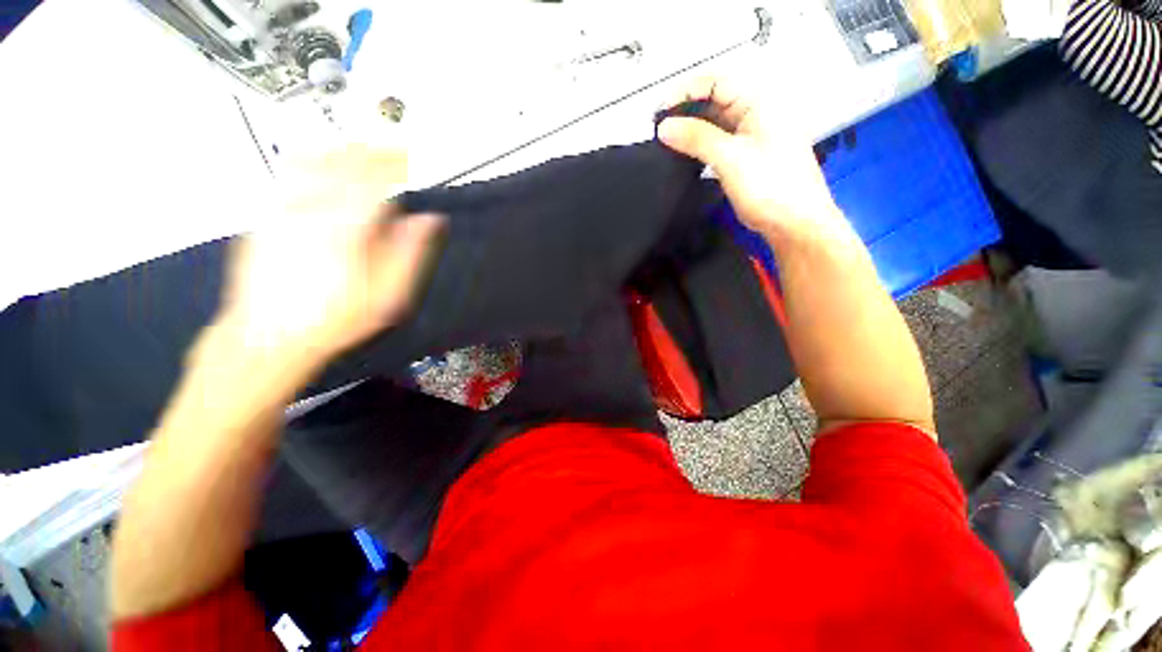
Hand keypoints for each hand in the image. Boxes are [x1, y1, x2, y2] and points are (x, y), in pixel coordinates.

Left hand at [216, 146, 443, 377]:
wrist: (267, 336)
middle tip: (391, 151)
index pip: (376, 178)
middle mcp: (311, 210)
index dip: (395, 163)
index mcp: (347, 227)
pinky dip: (310, 160)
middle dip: (371, 151)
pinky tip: (321, 165)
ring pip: (311, 159)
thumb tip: (429, 220)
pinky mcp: (264, 216)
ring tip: (359, 150)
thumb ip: (410, 253)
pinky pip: (287, 174)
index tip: (410, 159)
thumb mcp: (386, 295)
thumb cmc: (333, 320)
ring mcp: (281, 210)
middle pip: (343, 161)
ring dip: (340, 149)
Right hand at [657, 76, 842, 241]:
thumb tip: (665, 127)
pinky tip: (684, 153)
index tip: (660, 111)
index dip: (685, 91)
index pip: (716, 82)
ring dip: (691, 129)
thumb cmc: (771, 187)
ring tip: (667, 141)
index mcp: (760, 101)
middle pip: (714, 99)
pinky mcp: (746, 154)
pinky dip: (700, 144)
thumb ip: (697, 139)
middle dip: (685, 110)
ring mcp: (752, 134)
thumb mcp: (731, 159)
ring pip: (715, 121)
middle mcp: (756, 112)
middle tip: (659, 128)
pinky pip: (718, 140)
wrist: (793, 223)